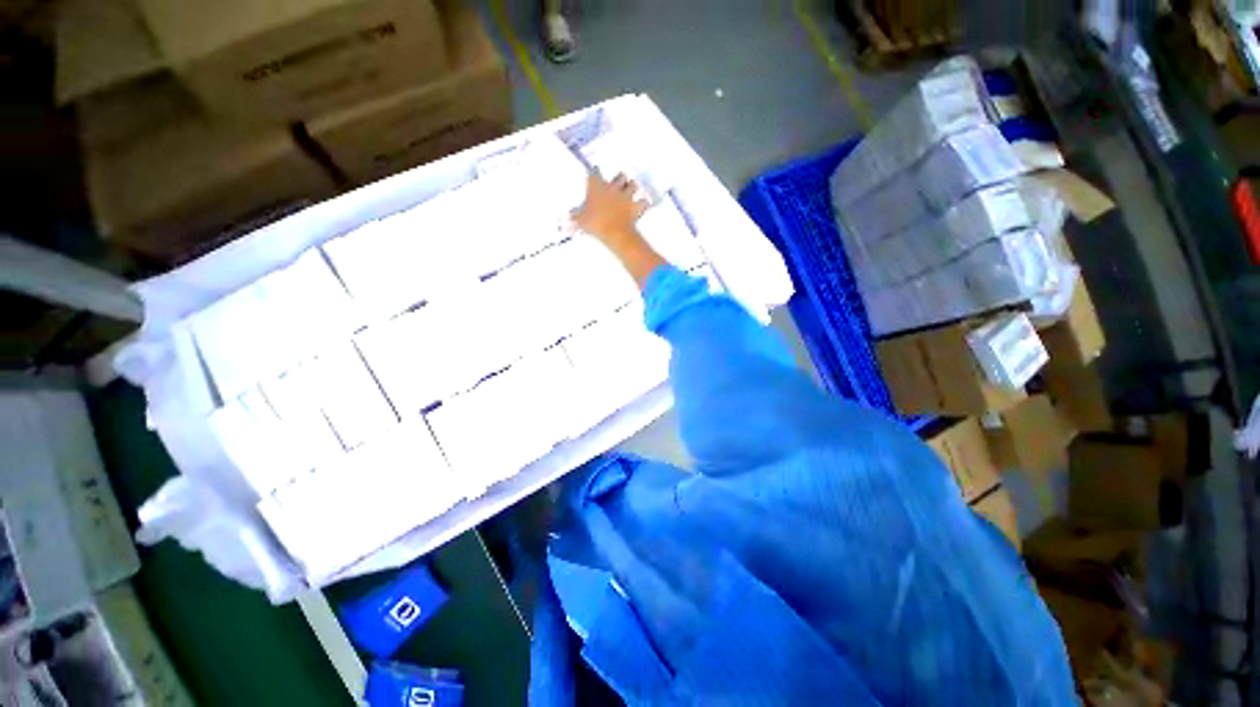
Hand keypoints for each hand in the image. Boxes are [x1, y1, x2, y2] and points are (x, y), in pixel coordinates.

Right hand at [572, 172, 662, 287]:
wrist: (614, 232)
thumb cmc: (594, 223)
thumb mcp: (580, 220)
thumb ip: (575, 215)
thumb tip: (568, 215)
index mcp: (597, 186)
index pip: (594, 172)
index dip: (595, 173)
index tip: (594, 174)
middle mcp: (613, 187)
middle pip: (620, 175)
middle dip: (620, 179)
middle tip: (618, 184)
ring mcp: (626, 196)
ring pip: (633, 185)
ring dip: (633, 188)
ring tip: (631, 191)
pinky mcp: (636, 206)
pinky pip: (644, 202)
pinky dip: (643, 204)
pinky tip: (642, 206)